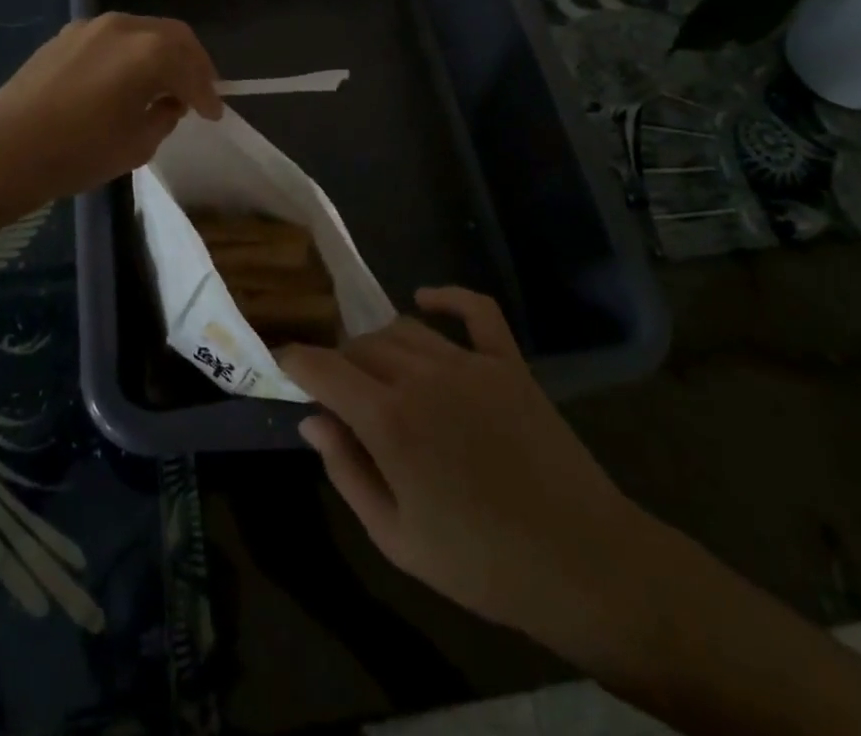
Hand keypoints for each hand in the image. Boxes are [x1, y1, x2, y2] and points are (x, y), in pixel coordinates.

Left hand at [0, 13, 221, 203]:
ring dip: (160, 55)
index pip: (191, 69)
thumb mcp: (138, 144)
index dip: (207, 94)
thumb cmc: (80, 152)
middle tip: (198, 91)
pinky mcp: (65, 35)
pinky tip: (124, 79)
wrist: (6, 151)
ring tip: (162, 85)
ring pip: (142, 32)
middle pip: (173, 36)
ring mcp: (91, 26)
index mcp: (149, 52)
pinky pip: (112, 38)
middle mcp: (123, 27)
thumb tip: (168, 103)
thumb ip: (164, 116)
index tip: (214, 114)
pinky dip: (130, 54)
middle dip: (191, 64)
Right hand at [278, 288, 652, 663]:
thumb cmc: (481, 563)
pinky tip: (427, 298)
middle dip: (338, 362)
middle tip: (338, 392)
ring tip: (376, 370)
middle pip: (362, 346)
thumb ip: (347, 472)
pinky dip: (448, 297)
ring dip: (380, 343)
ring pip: (405, 329)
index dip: (295, 360)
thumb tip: (312, 421)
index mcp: (390, 420)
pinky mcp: (509, 362)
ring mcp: (470, 363)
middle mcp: (423, 376)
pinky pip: (475, 310)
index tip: (279, 360)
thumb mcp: (396, 538)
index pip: (323, 368)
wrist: (581, 563)